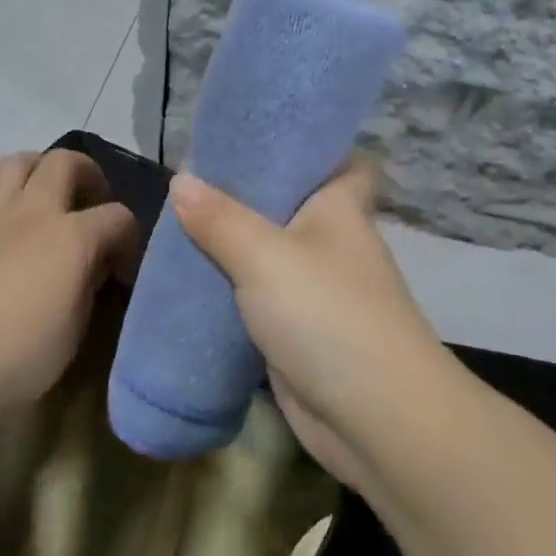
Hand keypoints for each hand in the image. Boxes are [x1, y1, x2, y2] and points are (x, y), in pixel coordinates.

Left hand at [0, 149, 138, 425]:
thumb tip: (91, 268)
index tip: (123, 266)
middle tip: (89, 202)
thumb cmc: (15, 358)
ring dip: (35, 171)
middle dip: (87, 174)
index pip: (117, 217)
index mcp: (71, 238)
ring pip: (14, 163)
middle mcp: (31, 212)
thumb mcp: (73, 332)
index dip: (128, 238)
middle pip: (64, 162)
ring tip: (41, 198)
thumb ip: (88, 289)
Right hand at [169, 158, 453, 491]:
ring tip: (180, 227)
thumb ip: (221, 219)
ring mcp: (318, 291)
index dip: (309, 147)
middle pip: (291, 206)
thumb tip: (182, 178)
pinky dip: (232, 293)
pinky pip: (260, 301)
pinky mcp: (300, 333)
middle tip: (193, 182)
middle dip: (248, 196)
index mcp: (340, 209)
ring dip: (234, 247)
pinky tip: (191, 285)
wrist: (375, 418)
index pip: (340, 161)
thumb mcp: (265, 257)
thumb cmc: (328, 315)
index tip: (259, 137)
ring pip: (270, 256)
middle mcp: (333, 243)